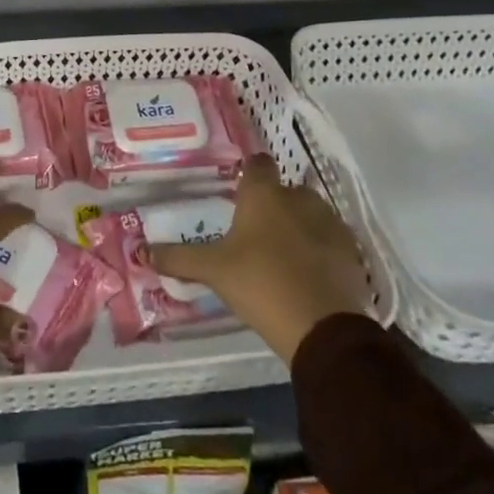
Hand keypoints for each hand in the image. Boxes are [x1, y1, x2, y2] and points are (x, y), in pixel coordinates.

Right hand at [149, 154, 366, 361]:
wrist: (323, 329)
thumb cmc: (260, 284)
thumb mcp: (213, 271)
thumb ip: (178, 258)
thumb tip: (141, 251)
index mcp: (264, 194)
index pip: (257, 164)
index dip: (249, 174)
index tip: (239, 191)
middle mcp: (299, 198)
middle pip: (285, 190)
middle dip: (274, 205)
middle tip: (256, 232)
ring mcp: (330, 224)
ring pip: (311, 214)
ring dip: (300, 226)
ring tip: (283, 255)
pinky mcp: (352, 253)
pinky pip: (332, 242)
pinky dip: (321, 251)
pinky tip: (309, 274)